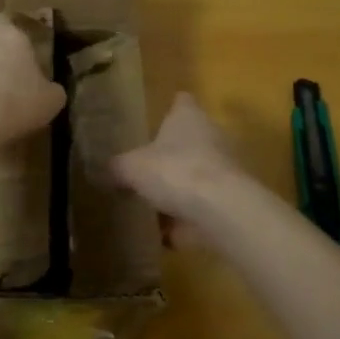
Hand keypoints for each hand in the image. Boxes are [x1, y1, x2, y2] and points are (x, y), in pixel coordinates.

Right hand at [109, 93, 250, 241]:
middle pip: (190, 140)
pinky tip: (163, 236)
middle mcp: (212, 136)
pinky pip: (202, 210)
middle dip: (171, 154)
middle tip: (146, 168)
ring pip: (197, 176)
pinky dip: (186, 222)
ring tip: (150, 206)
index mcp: (188, 117)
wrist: (222, 212)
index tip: (157, 120)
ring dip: (180, 191)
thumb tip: (109, 169)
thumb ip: (119, 167)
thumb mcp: (132, 168)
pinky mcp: (230, 202)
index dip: (170, 108)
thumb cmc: (175, 171)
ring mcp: (225, 170)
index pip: (181, 102)